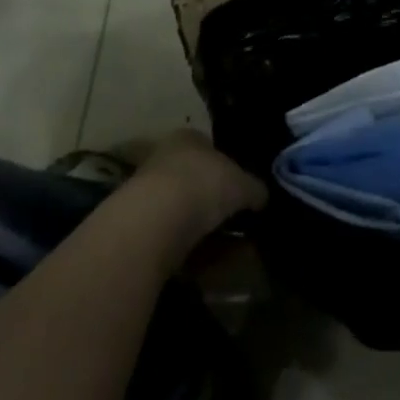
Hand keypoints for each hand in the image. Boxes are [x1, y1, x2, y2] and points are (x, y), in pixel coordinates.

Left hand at [125, 129, 267, 246]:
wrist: (153, 222)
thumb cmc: (203, 185)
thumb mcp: (243, 185)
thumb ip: (255, 189)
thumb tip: (263, 197)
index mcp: (188, 137)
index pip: (210, 147)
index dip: (228, 168)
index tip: (241, 191)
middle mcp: (164, 158)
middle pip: (194, 179)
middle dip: (213, 200)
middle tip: (234, 222)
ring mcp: (146, 192)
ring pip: (181, 209)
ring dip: (199, 227)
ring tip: (223, 248)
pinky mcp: (136, 227)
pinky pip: (169, 236)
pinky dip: (185, 247)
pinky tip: (202, 261)